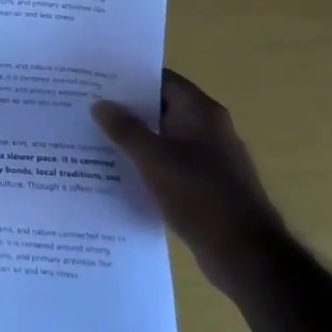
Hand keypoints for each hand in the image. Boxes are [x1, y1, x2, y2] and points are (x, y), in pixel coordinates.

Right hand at [93, 70, 290, 295]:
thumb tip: (100, 103)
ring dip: (134, 138)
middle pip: (162, 107)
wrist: (245, 254)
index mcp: (202, 113)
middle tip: (87, 108)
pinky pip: (169, 163)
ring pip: (163, 138)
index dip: (130, 77)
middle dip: (127, 108)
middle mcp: (208, 129)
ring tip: (94, 138)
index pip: (162, 80)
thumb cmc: (201, 196)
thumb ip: (126, 129)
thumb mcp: (154, 159)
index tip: (97, 79)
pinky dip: (146, 163)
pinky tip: (118, 171)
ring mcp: (209, 158)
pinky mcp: (205, 185)